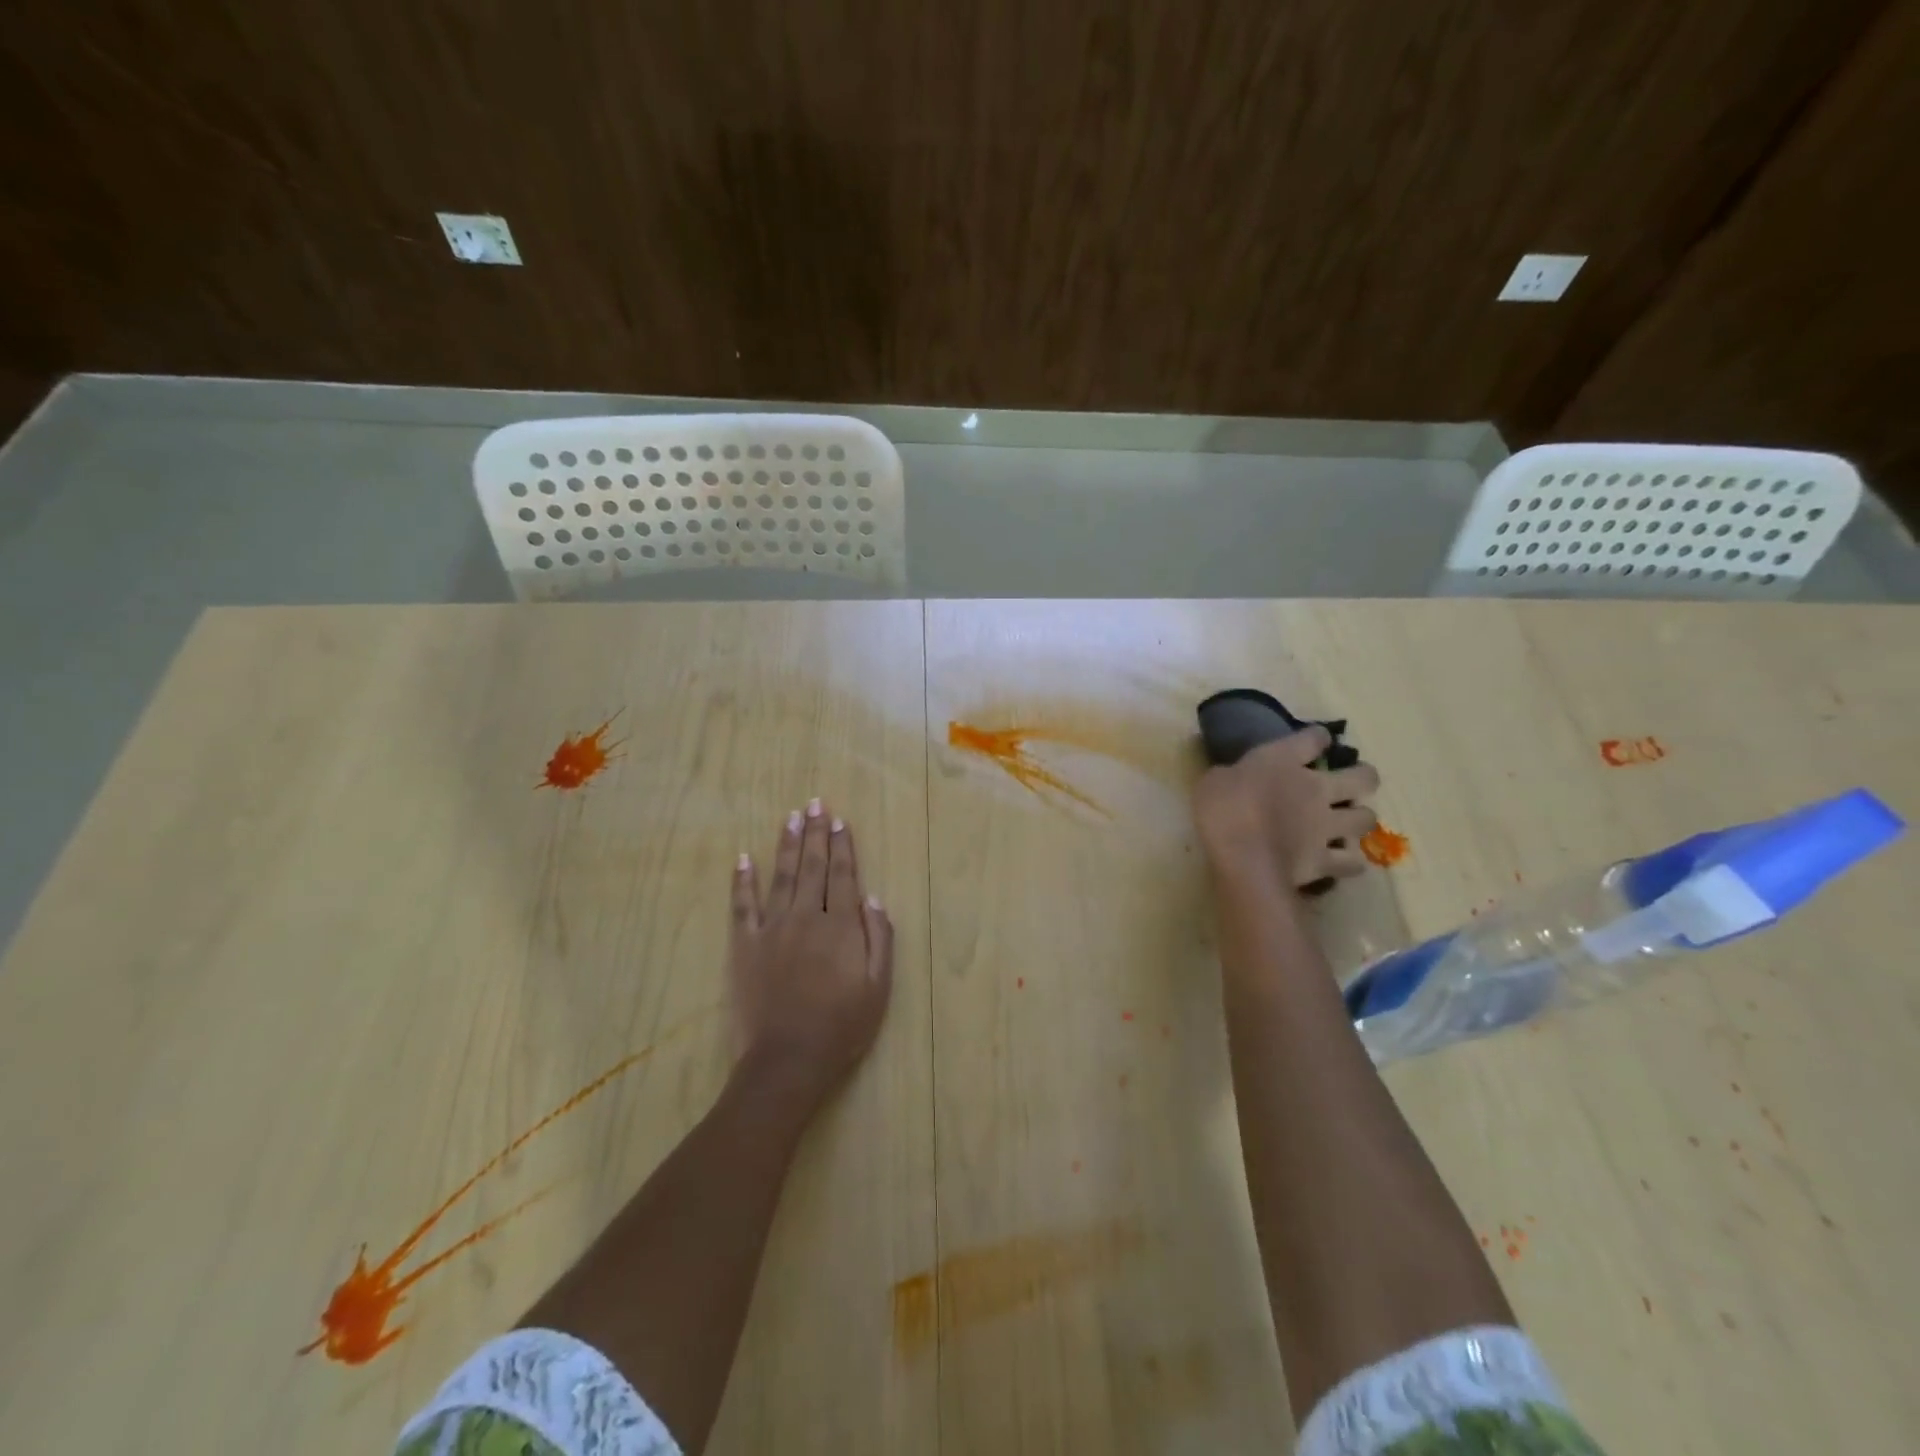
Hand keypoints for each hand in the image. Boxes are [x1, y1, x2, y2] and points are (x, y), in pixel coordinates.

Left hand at [728, 799, 894, 1108]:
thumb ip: (878, 939)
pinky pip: (742, 906)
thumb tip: (871, 899)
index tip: (839, 821)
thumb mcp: (877, 988)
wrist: (787, 1059)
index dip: (843, 846)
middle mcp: (806, 917)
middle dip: (815, 833)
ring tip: (791, 818)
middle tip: (815, 803)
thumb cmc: (841, 1027)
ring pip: (781, 877)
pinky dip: (743, 881)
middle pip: (813, 867)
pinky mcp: (745, 946)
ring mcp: (772, 929)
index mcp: (840, 926)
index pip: (843, 875)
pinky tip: (744, 858)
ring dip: (787, 845)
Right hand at [1192, 727, 1380, 890]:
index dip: (1319, 738)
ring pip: (1366, 819)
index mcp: (1284, 761)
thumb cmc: (1221, 812)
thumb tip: (1234, 775)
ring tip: (1348, 824)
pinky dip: (1350, 861)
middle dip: (1363, 778)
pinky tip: (1344, 861)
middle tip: (1352, 783)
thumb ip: (1232, 775)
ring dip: (1359, 819)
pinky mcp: (1326, 860)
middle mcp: (1315, 789)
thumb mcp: (1213, 781)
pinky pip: (1352, 862)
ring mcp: (1326, 826)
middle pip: (1363, 777)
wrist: (1242, 860)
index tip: (1316, 741)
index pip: (1315, 738)